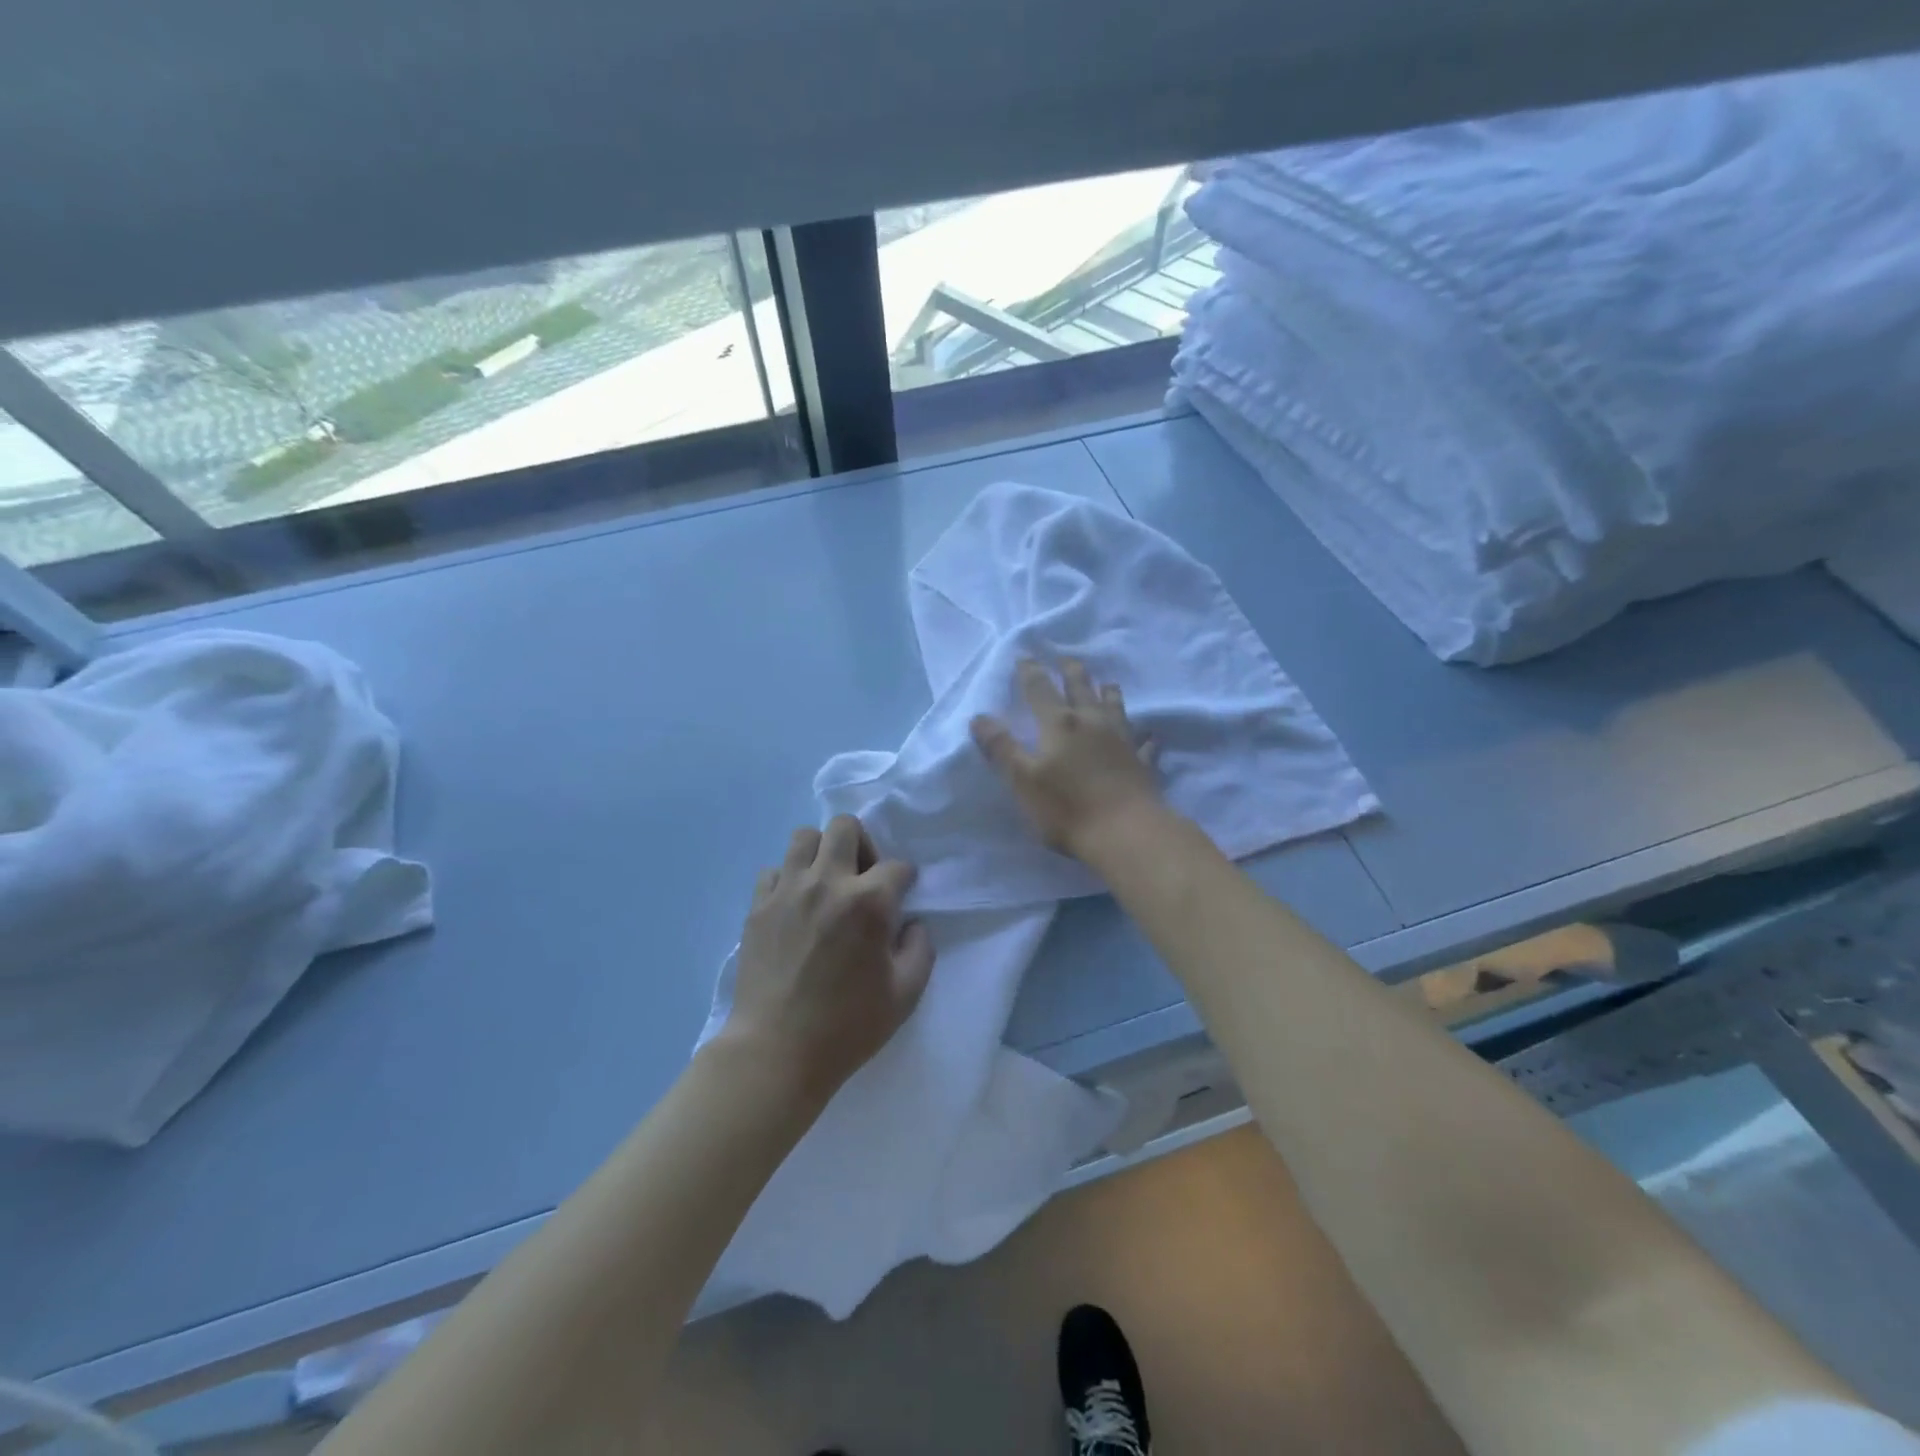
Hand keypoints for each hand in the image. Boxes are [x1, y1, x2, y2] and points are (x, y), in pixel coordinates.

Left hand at [723, 814, 934, 1099]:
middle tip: (862, 879)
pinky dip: (788, 879)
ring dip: (822, 853)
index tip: (901, 899)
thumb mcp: (905, 994)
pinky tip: (795, 907)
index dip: (904, 880)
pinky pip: (773, 870)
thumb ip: (920, 949)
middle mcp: (828, 882)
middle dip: (862, 844)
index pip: (897, 866)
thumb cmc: (848, 1026)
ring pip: (804, 837)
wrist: (776, 1051)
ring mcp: (787, 891)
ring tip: (826, 884)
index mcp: (869, 902)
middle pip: (845, 827)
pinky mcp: (758, 907)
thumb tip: (910, 925)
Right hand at [970, 658, 1162, 860]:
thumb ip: (1001, 747)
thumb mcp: (1022, 780)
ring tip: (1107, 683)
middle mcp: (1092, 722)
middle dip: (1070, 671)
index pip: (1039, 688)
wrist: (1126, 832)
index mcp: (1059, 723)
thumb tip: (979, 717)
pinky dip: (1143, 735)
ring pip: (1115, 706)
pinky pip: (1143, 742)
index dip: (1030, 672)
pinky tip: (1147, 735)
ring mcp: (1122, 739)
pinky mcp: (1141, 762)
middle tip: (1065, 659)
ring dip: (1108, 692)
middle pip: (1081, 687)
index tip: (1024, 657)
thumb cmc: (1067, 807)